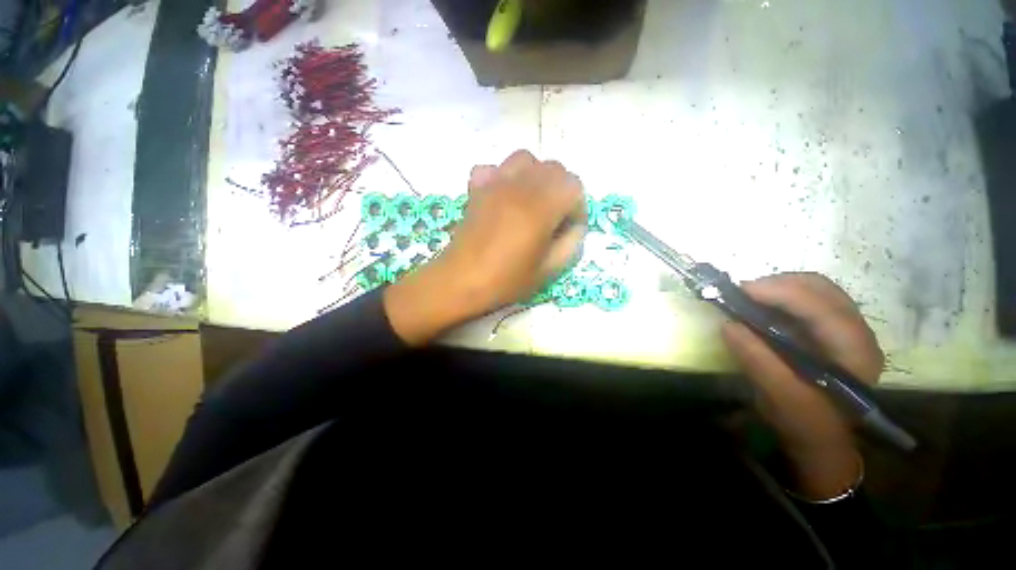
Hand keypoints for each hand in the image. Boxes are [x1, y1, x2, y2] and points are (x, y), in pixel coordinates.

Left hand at [384, 150, 586, 344]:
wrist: (461, 280)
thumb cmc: (505, 280)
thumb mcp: (548, 270)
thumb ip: (570, 244)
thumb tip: (574, 226)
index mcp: (540, 207)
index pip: (574, 186)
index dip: (577, 208)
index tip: (568, 229)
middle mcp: (520, 186)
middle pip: (554, 168)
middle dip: (561, 191)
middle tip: (552, 217)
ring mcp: (495, 183)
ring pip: (526, 160)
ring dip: (535, 177)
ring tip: (530, 202)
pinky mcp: (476, 188)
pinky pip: (494, 168)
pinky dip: (504, 176)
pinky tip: (503, 198)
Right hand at [721, 273, 882, 498]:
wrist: (820, 438)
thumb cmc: (804, 422)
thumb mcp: (778, 395)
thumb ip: (757, 359)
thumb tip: (728, 324)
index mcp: (854, 351)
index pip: (821, 306)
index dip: (780, 292)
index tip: (740, 291)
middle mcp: (859, 333)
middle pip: (820, 289)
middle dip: (777, 284)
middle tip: (741, 294)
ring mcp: (848, 329)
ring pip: (815, 290)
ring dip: (779, 288)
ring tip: (748, 298)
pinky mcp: (833, 331)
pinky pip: (809, 300)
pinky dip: (782, 297)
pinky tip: (762, 307)